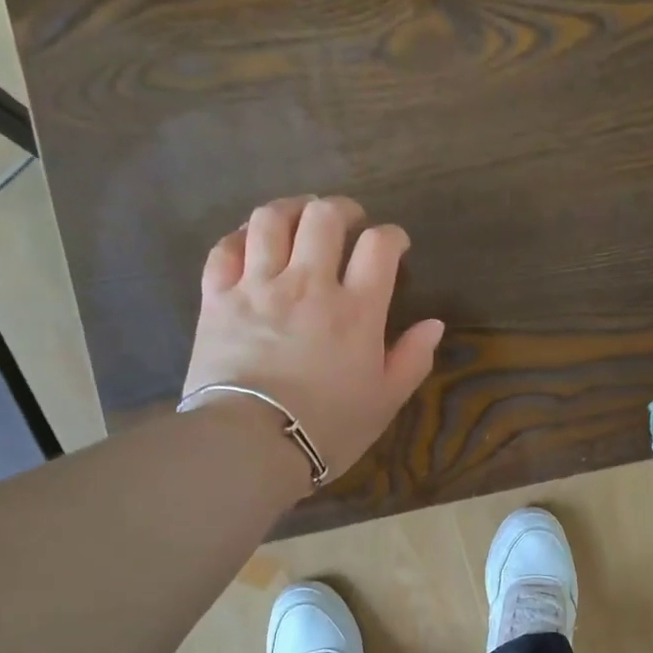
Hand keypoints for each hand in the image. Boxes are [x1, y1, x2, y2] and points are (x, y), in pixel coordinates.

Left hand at [182, 196, 443, 479]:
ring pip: (272, 220)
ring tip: (300, 216)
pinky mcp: (217, 298)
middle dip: (342, 210)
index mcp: (356, 310)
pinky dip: (242, 236)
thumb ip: (412, 359)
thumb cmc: (327, 428)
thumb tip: (434, 324)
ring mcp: (258, 286)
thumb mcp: (384, 402)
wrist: (250, 443)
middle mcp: (308, 284)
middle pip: (324, 217)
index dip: (392, 236)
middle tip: (349, 221)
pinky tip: (252, 240)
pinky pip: (225, 248)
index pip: (379, 246)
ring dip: (292, 209)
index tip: (395, 246)